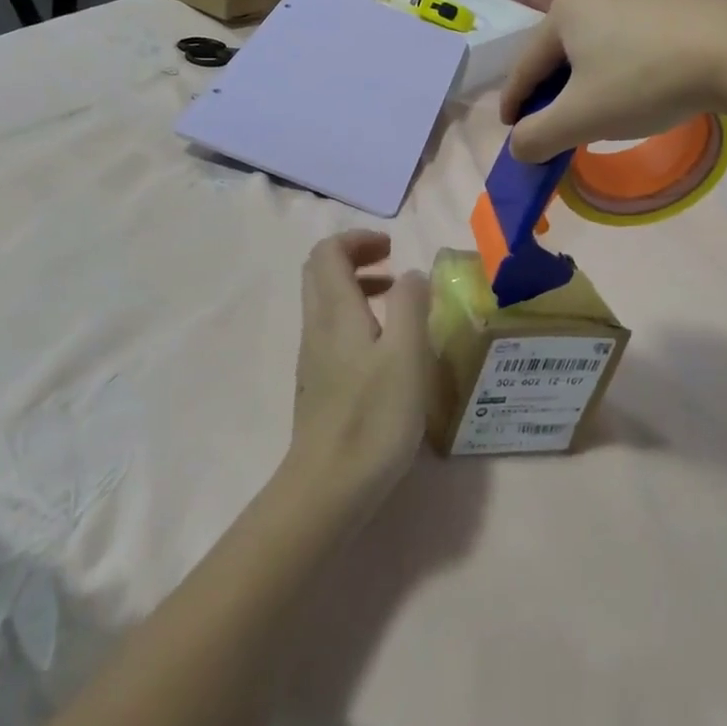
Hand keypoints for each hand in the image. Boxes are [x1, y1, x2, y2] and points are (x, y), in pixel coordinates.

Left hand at [290, 231, 432, 499]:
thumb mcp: (407, 355)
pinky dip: (356, 317)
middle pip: (321, 271)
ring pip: (325, 301)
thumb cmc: (374, 417)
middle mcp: (317, 326)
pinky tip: (386, 347)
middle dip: (355, 257)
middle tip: (393, 266)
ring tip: (397, 301)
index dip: (358, 239)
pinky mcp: (319, 381)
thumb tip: (412, 274)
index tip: (393, 248)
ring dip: (357, 287)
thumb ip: (411, 304)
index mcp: (335, 311)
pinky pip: (332, 329)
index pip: (328, 252)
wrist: (328, 486)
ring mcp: (314, 356)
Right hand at [501, 0, 726, 163]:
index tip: (511, 133)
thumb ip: (537, 136)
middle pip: (558, 54)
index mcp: (563, 13)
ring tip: (594, 112)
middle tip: (555, 127)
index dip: (513, 104)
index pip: (524, 68)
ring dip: (585, 82)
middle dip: (551, 93)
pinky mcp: (669, 4)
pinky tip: (633, 90)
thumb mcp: (581, 118)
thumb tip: (518, 147)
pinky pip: (626, 42)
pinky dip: (617, 70)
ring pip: (593, 47)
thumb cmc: (644, 82)